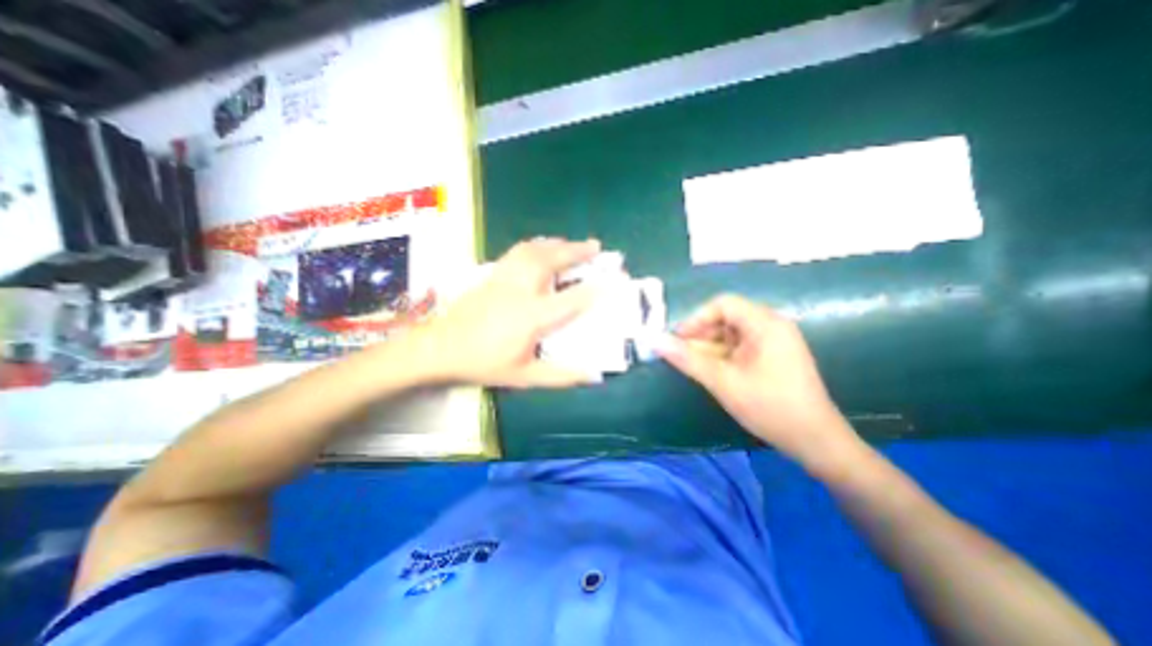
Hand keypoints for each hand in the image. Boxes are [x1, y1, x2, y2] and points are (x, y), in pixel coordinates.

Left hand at [418, 237, 611, 388]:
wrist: (440, 347)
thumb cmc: (484, 363)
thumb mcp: (524, 377)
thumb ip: (560, 376)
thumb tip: (592, 374)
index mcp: (532, 317)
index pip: (572, 300)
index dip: (597, 288)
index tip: (616, 279)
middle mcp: (521, 291)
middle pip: (552, 262)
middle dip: (577, 251)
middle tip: (597, 246)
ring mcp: (505, 278)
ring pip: (534, 250)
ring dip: (558, 244)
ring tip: (573, 243)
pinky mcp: (493, 274)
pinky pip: (518, 251)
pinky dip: (536, 245)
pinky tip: (543, 245)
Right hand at [661, 294, 858, 472]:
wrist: (816, 442)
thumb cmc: (770, 407)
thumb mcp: (723, 382)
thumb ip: (687, 359)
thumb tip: (655, 340)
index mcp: (765, 324)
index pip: (722, 304)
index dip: (696, 318)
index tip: (678, 339)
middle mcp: (771, 325)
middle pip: (726, 318)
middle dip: (700, 334)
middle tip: (680, 355)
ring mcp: (774, 341)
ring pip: (731, 334)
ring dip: (708, 347)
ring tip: (692, 366)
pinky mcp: (773, 356)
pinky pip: (740, 347)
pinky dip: (721, 356)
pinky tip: (710, 372)